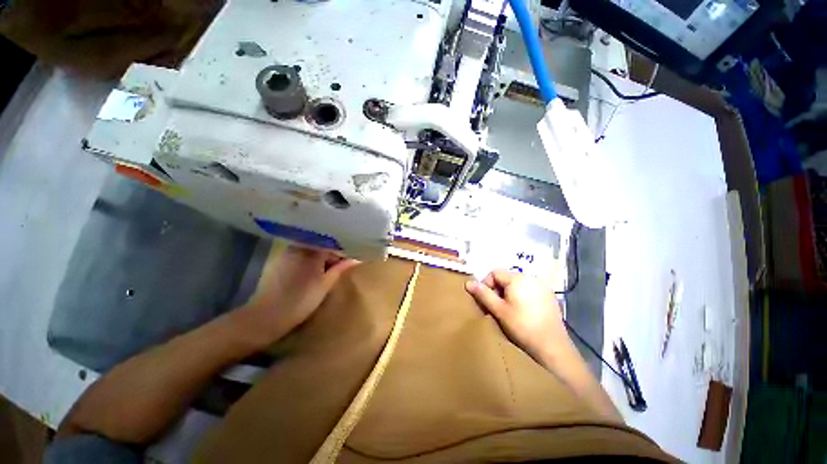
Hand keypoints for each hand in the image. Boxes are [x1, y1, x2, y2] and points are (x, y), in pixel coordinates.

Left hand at [240, 244, 359, 344]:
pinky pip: (300, 255)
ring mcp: (287, 253)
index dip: (343, 252)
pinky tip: (312, 273)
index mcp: (312, 251)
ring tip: (328, 270)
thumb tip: (356, 259)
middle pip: (321, 245)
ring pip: (311, 250)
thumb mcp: (326, 284)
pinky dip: (309, 261)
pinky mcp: (280, 261)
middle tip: (341, 266)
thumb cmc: (301, 300)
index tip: (350, 260)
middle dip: (332, 254)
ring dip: (321, 258)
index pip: (333, 244)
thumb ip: (340, 269)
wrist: (267, 316)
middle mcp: (299, 247)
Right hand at [465, 269, 568, 361]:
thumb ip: (483, 295)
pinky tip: (523, 313)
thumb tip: (468, 283)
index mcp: (517, 278)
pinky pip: (529, 290)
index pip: (494, 272)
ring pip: (518, 284)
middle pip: (506, 278)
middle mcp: (531, 277)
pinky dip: (522, 297)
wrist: (552, 346)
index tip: (486, 300)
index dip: (486, 284)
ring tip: (508, 311)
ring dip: (509, 294)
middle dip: (497, 290)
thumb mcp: (499, 310)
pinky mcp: (550, 297)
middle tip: (495, 307)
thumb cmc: (522, 326)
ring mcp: (542, 286)